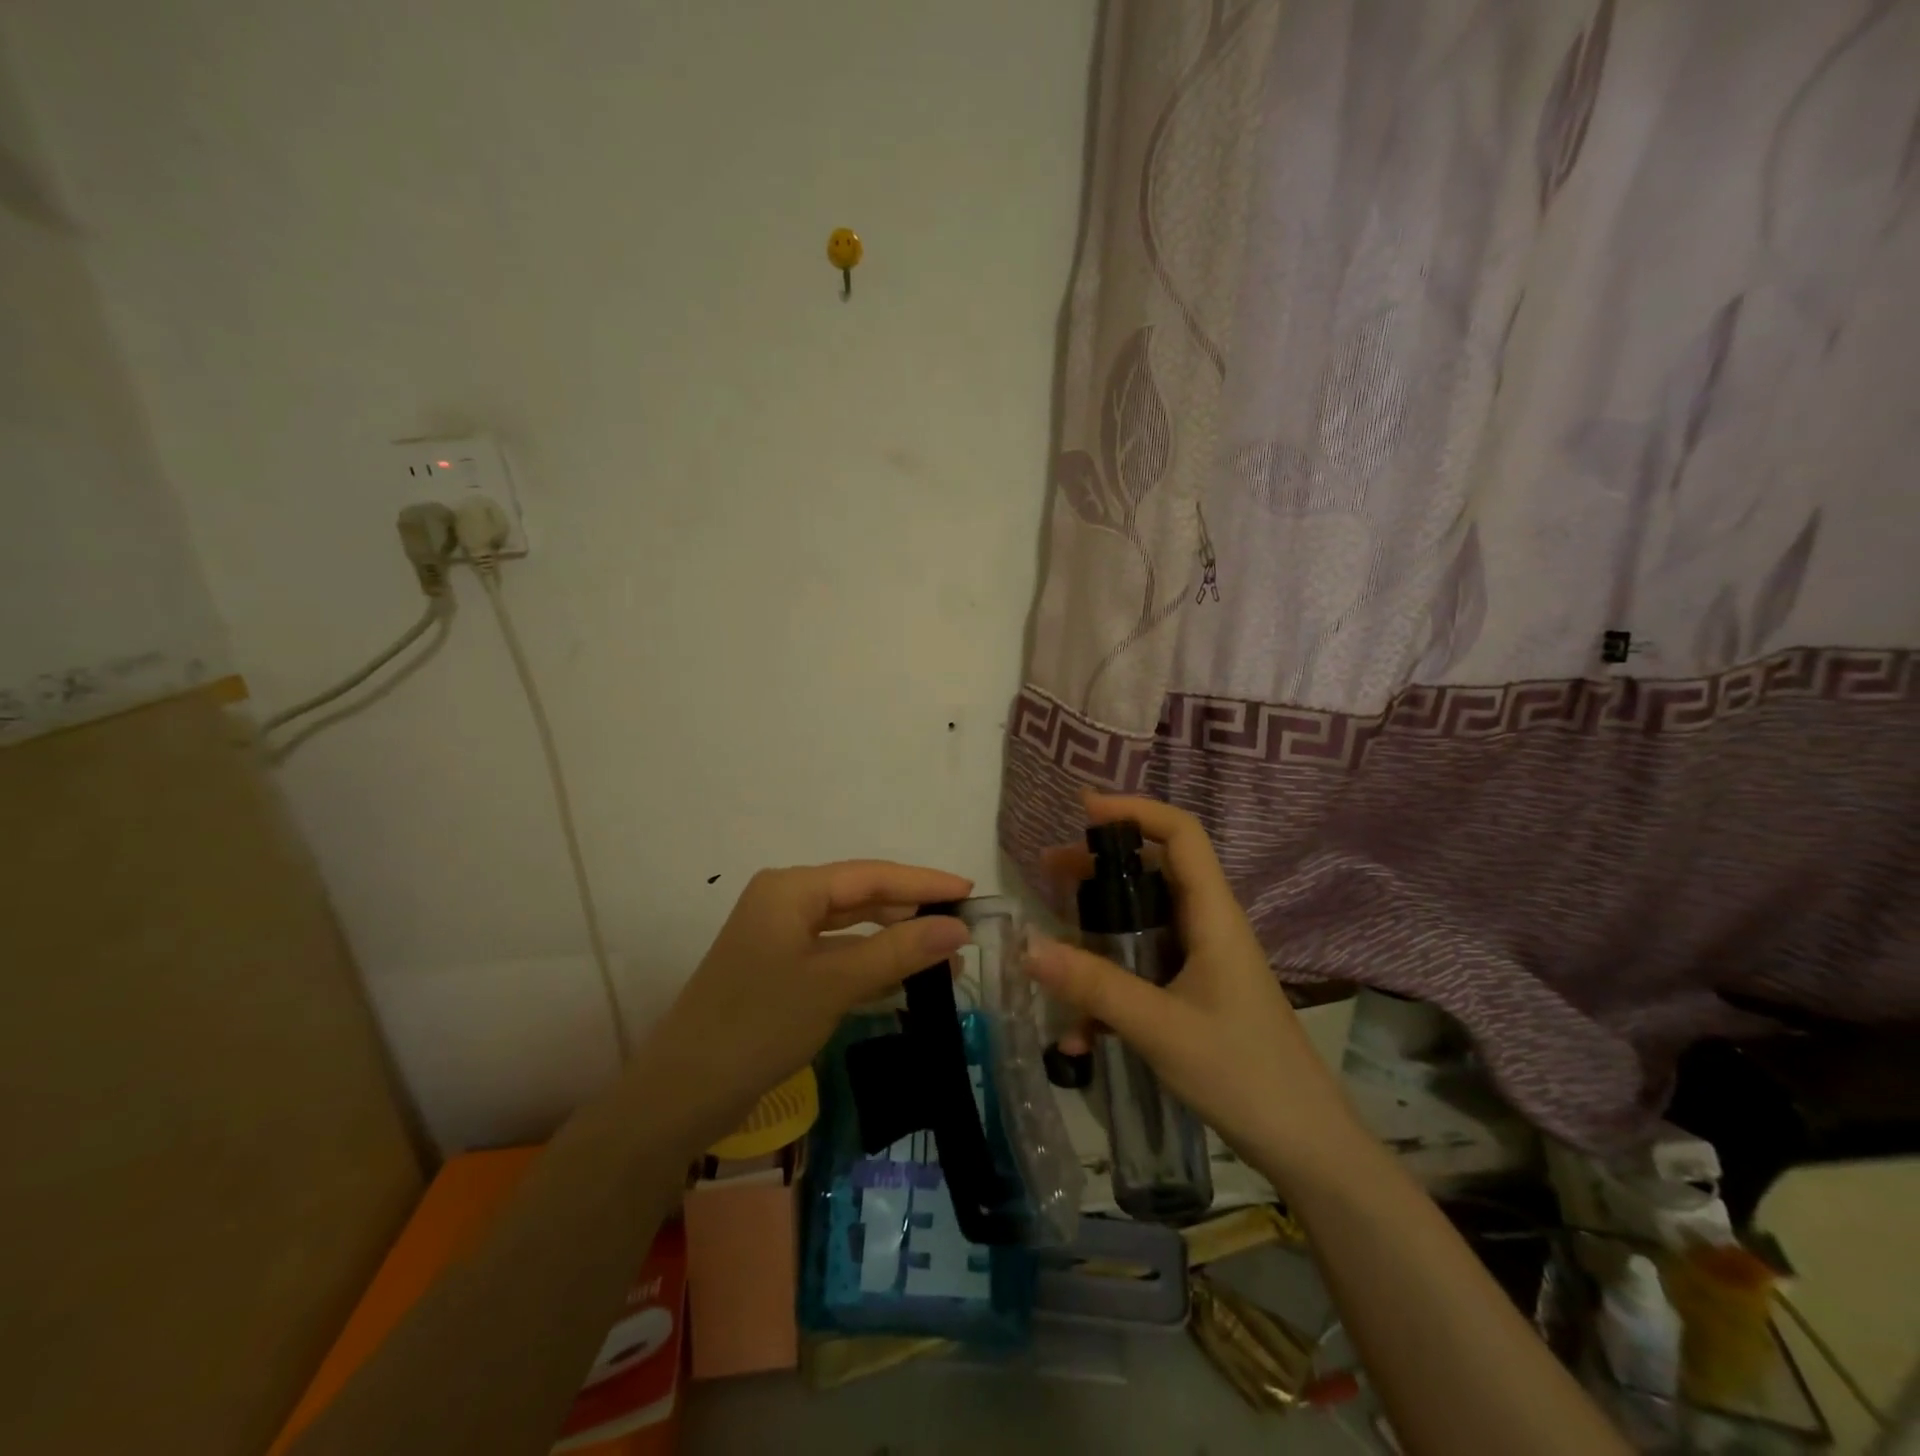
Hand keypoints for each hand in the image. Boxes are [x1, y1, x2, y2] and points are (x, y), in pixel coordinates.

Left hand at [636, 861, 972, 1150]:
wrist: (682, 1095)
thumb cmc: (759, 1025)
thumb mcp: (834, 983)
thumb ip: (898, 950)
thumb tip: (959, 928)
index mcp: (791, 888)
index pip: (871, 874)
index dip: (923, 882)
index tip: (970, 891)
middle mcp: (785, 901)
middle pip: (861, 896)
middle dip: (911, 911)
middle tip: (962, 926)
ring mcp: (779, 937)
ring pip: (850, 927)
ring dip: (894, 940)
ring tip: (944, 956)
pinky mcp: (779, 970)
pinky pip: (836, 954)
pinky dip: (870, 963)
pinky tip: (904, 978)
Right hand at [1024, 791, 1361, 1189]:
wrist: (1305, 1147)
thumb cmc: (1242, 1073)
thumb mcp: (1158, 1027)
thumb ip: (1093, 985)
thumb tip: (1027, 946)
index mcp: (1212, 915)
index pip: (1181, 834)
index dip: (1134, 811)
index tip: (1083, 812)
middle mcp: (1207, 926)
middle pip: (1152, 872)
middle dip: (1098, 870)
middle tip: (1048, 874)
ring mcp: (1201, 961)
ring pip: (1141, 924)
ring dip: (1096, 933)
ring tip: (1050, 950)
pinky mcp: (1194, 993)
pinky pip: (1143, 970)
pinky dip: (1110, 987)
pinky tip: (1082, 1037)